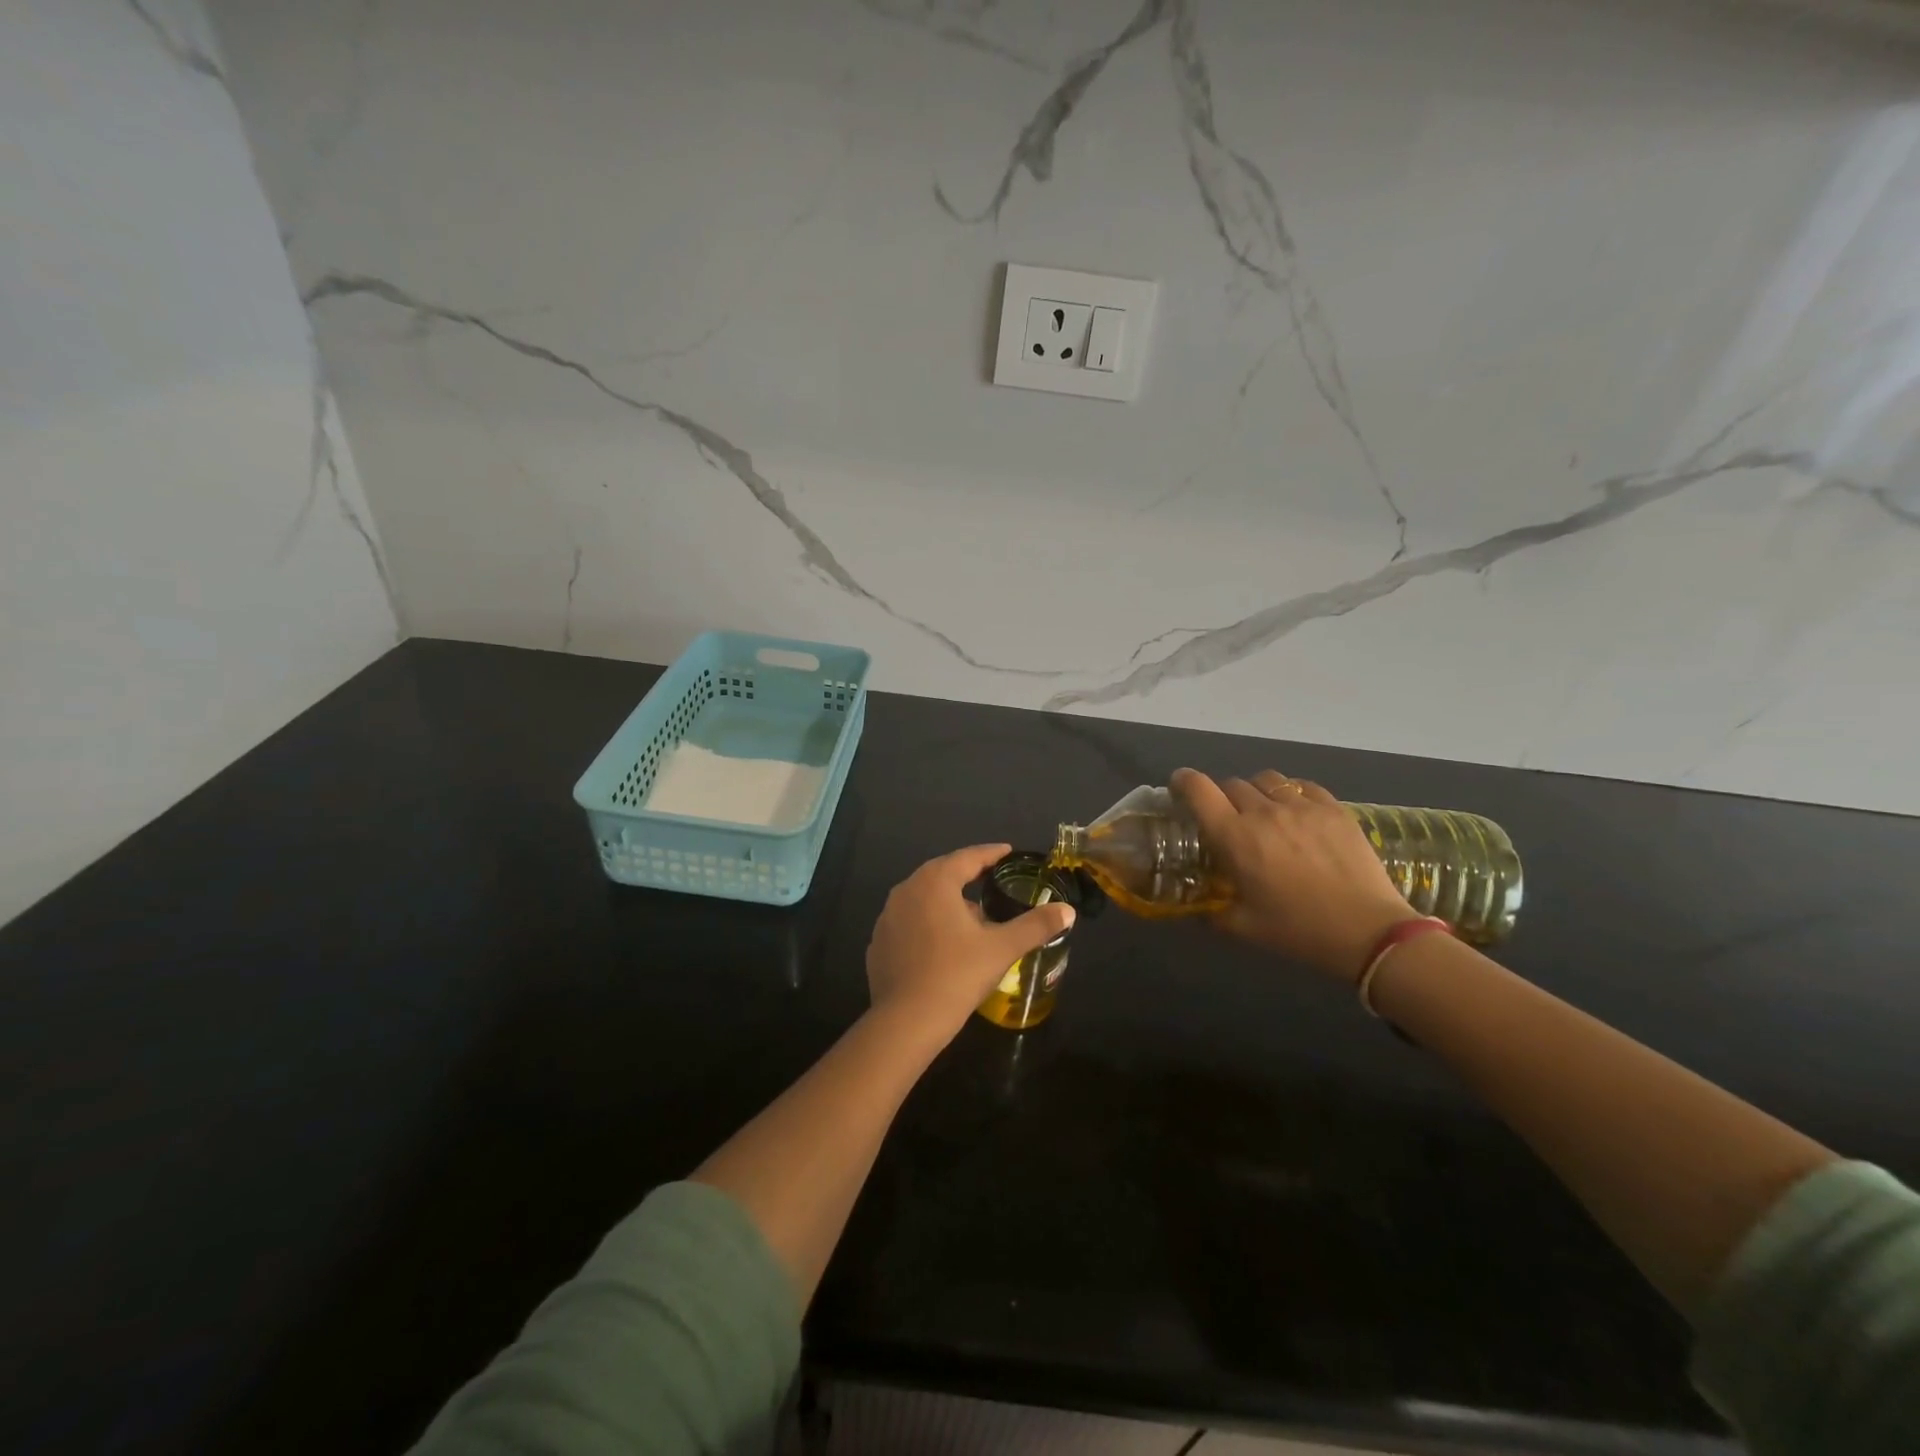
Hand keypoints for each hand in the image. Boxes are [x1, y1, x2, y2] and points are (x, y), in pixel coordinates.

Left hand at [865, 845, 1075, 1046]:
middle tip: (991, 878)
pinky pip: (908, 921)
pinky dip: (927, 923)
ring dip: (946, 900)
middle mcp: (906, 890)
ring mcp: (888, 916)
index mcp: (935, 882)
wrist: (906, 1021)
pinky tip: (941, 942)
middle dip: (967, 874)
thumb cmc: (956, 975)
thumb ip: (1035, 926)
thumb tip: (1068, 911)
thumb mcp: (1001, 948)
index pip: (968, 857)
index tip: (1007, 852)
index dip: (990, 854)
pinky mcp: (879, 942)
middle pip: (942, 873)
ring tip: (970, 915)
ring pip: (923, 897)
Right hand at [1172, 768, 1418, 982]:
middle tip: (1228, 818)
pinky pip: (1303, 786)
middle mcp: (1263, 812)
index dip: (1184, 781)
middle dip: (1222, 797)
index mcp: (1234, 838)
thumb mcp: (1244, 928)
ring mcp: (1302, 807)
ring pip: (1267, 780)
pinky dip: (1292, 793)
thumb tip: (1198, 910)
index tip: (1180, 787)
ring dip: (1256, 791)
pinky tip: (1298, 812)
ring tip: (1264, 811)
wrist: (1368, 932)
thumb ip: (1213, 914)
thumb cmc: (1298, 931)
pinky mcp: (1334, 809)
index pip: (1199, 790)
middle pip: (1232, 784)